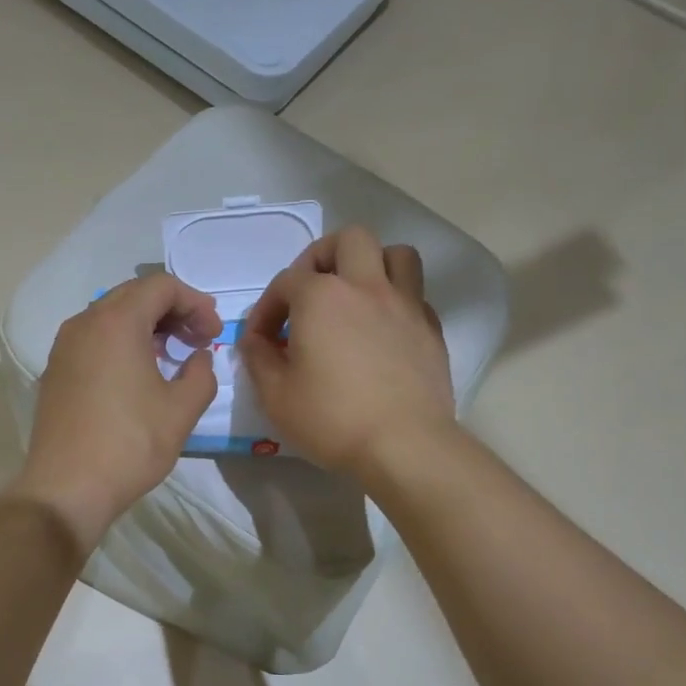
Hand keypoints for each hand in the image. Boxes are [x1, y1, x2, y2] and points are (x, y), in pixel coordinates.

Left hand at [8, 273, 222, 553]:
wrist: (66, 488)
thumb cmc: (129, 445)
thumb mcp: (181, 410)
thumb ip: (201, 374)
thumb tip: (198, 358)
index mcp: (116, 322)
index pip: (161, 286)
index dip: (196, 302)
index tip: (214, 332)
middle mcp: (84, 323)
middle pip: (134, 294)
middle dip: (172, 310)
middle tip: (198, 338)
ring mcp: (64, 347)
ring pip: (110, 315)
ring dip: (145, 325)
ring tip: (172, 353)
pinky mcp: (55, 371)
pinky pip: (93, 338)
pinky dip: (121, 342)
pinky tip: (137, 371)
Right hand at [240, 227, 456, 482]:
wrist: (404, 445)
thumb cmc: (331, 418)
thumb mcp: (274, 395)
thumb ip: (258, 358)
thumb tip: (254, 340)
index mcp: (321, 298)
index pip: (286, 281)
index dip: (267, 307)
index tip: (261, 340)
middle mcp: (366, 287)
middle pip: (349, 240)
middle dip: (322, 257)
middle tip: (310, 292)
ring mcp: (405, 305)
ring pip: (396, 254)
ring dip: (371, 266)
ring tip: (354, 297)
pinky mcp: (431, 330)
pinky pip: (414, 295)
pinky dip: (395, 302)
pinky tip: (382, 331)